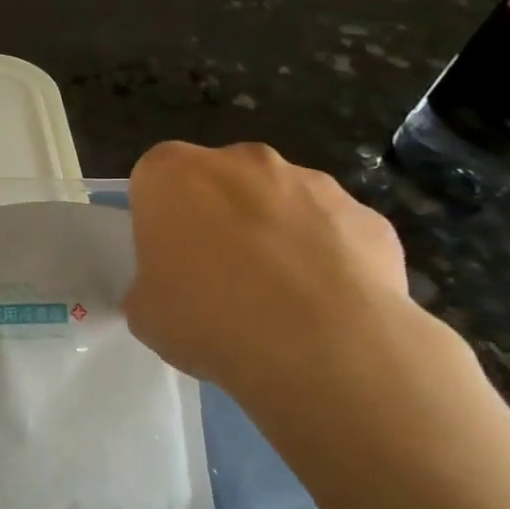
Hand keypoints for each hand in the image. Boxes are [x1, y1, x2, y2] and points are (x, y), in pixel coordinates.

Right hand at [123, 142, 423, 420]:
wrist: (323, 347)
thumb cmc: (208, 318)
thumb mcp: (144, 311)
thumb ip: (151, 282)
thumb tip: (173, 286)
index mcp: (172, 174)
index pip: (154, 179)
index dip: (159, 219)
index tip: (166, 258)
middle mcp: (239, 161)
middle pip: (219, 181)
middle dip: (218, 217)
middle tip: (217, 277)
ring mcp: (310, 181)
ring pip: (279, 201)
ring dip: (273, 233)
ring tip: (278, 299)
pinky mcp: (365, 215)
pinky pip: (332, 232)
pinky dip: (326, 258)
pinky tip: (325, 307)